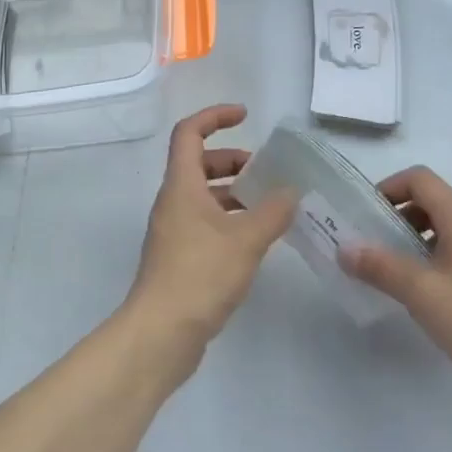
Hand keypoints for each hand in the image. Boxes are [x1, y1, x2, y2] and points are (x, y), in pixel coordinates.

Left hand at [124, 105, 298, 362]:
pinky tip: (255, 240)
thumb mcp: (245, 240)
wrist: (160, 334)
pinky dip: (229, 219)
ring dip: (233, 192)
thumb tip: (292, 191)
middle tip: (264, 171)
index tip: (245, 116)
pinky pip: (205, 223)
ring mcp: (173, 231)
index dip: (215, 116)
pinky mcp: (179, 258)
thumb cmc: (199, 275)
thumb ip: (273, 212)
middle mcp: (173, 202)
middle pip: (198, 163)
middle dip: (231, 159)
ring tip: (269, 206)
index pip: (190, 133)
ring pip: (203, 196)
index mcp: (181, 186)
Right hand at [341, 167, 451, 426]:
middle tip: (380, 249)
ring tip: (406, 276)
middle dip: (402, 218)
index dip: (390, 188)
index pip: (421, 180)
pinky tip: (440, 296)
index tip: (368, 216)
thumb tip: (344, 248)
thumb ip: (380, 267)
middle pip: (436, 202)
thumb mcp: (422, 295)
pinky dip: (445, 256)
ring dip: (423, 240)